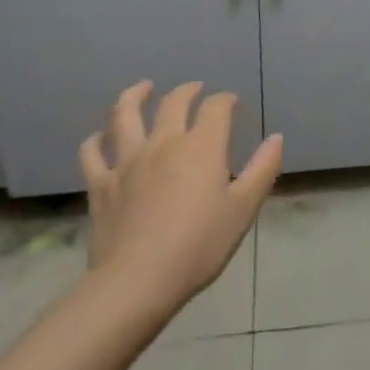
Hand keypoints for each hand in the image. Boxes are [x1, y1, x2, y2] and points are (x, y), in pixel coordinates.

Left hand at [79, 80, 282, 318]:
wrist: (138, 281)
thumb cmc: (199, 246)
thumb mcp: (243, 210)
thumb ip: (262, 169)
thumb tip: (276, 138)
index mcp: (201, 146)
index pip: (216, 107)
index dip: (226, 100)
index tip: (232, 103)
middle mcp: (164, 142)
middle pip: (173, 103)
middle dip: (188, 90)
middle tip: (195, 88)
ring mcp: (128, 161)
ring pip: (125, 115)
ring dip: (134, 96)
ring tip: (142, 88)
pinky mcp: (101, 184)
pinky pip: (93, 153)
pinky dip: (96, 140)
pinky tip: (100, 137)